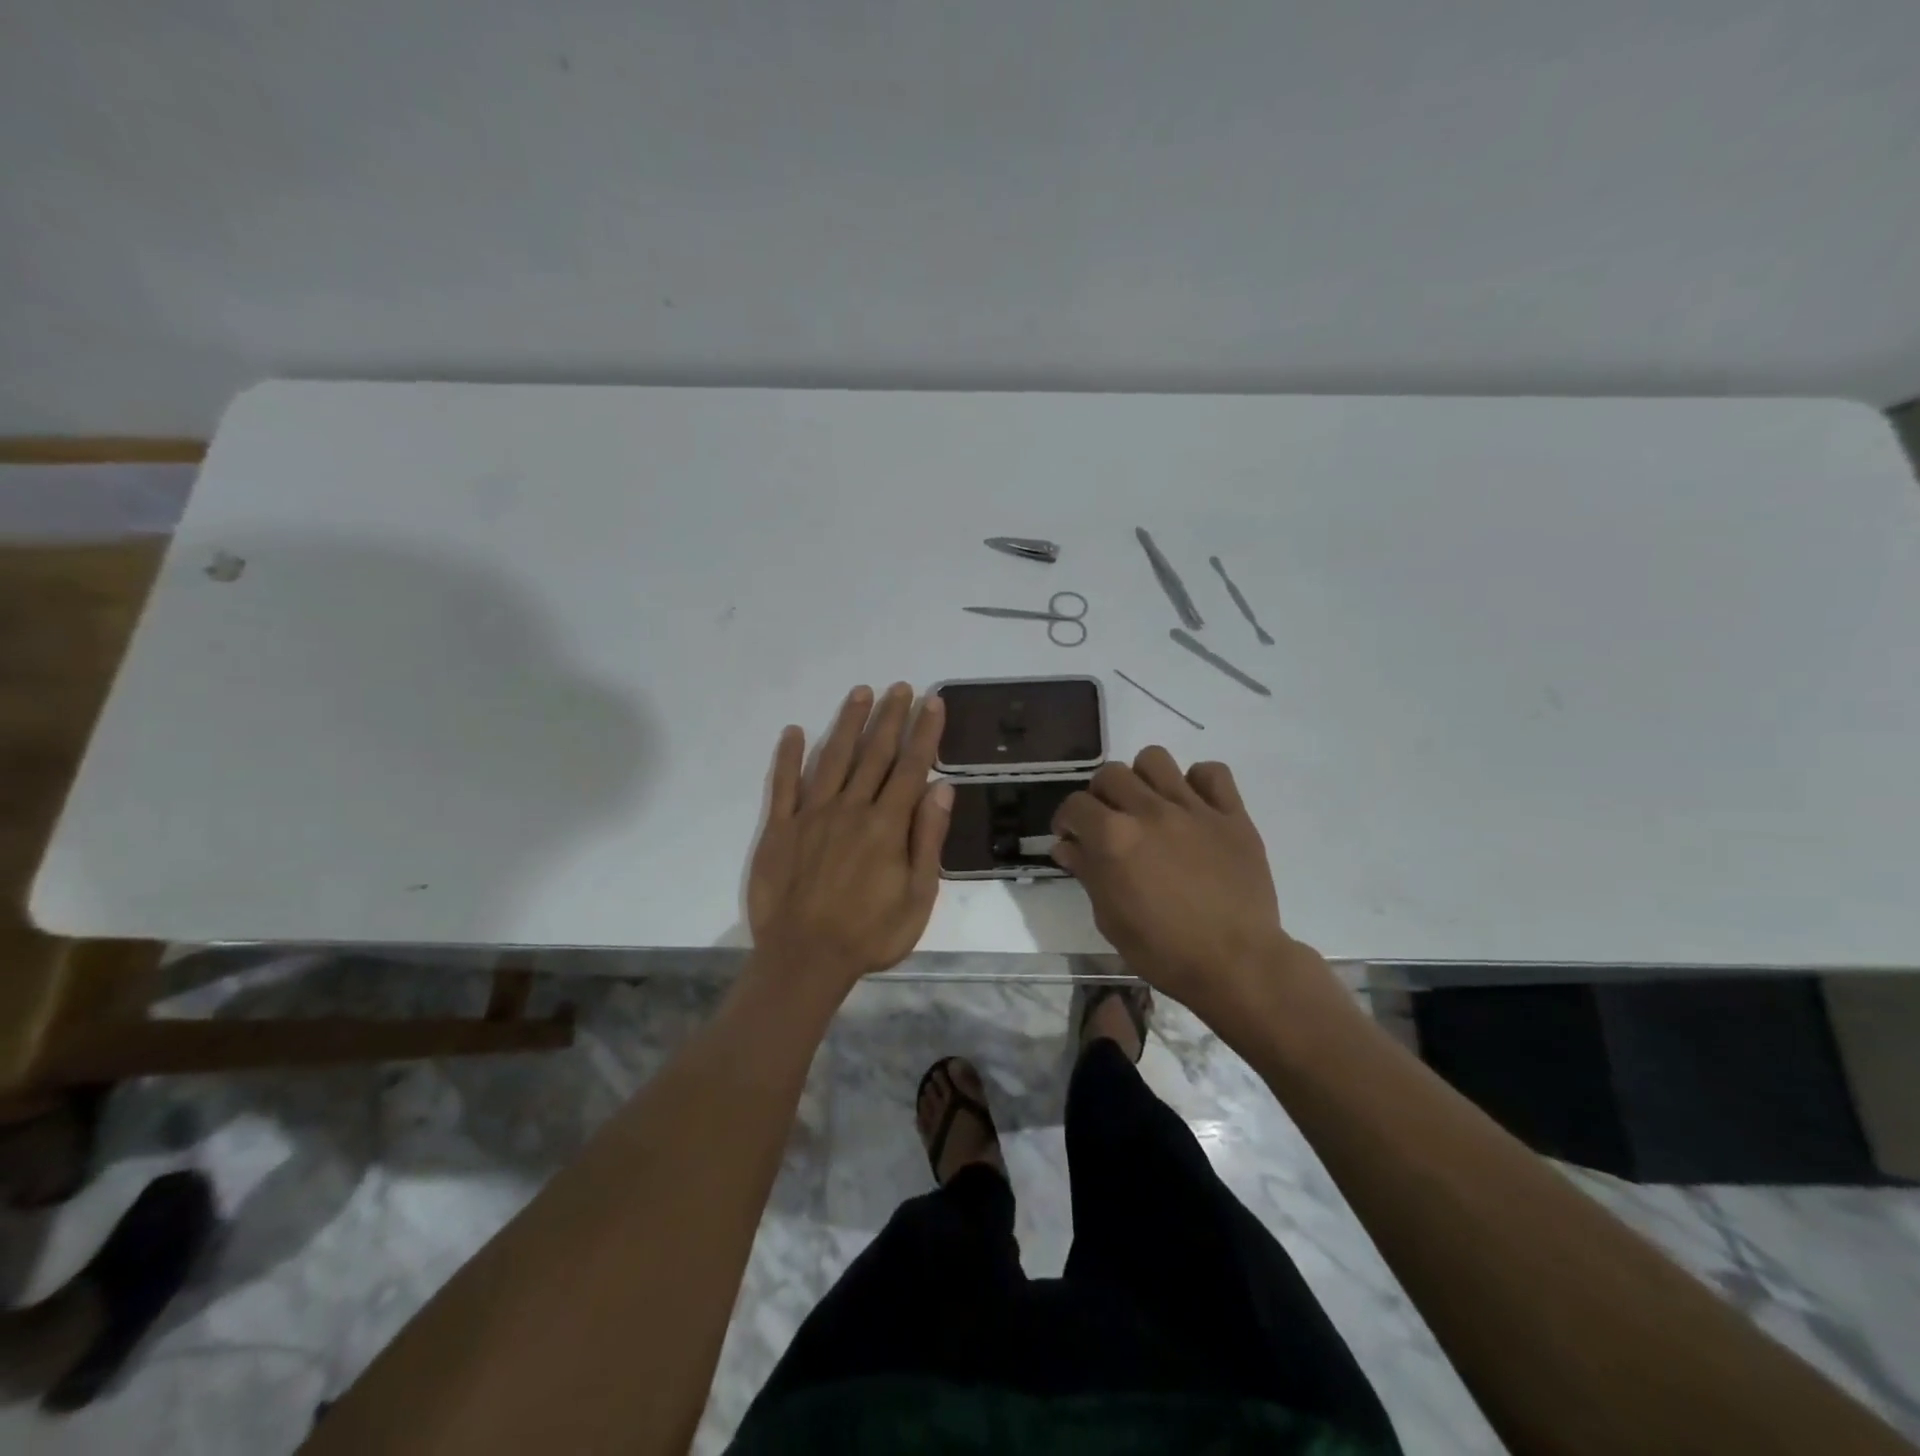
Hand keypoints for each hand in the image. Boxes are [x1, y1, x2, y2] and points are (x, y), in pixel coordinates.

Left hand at [747, 683, 952, 993]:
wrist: (805, 959)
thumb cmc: (870, 934)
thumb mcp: (917, 896)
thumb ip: (927, 839)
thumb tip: (941, 788)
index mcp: (887, 825)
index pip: (910, 767)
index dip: (923, 732)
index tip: (932, 702)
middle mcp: (850, 809)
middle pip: (874, 754)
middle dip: (890, 717)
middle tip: (900, 687)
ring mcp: (811, 815)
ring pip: (833, 759)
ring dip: (848, 724)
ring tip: (861, 693)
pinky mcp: (779, 828)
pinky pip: (784, 785)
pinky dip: (789, 756)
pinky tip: (796, 731)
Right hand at [1051, 748, 1292, 1018]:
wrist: (1236, 965)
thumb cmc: (1164, 951)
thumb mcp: (1110, 919)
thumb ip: (1087, 873)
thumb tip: (1066, 846)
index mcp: (1114, 838)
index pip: (1075, 805)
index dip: (1066, 820)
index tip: (1071, 837)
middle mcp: (1150, 811)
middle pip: (1110, 774)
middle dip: (1100, 795)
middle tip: (1108, 822)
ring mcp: (1193, 809)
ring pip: (1155, 759)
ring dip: (1143, 778)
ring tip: (1148, 805)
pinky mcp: (1232, 815)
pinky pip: (1212, 773)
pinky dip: (1198, 782)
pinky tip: (1193, 806)